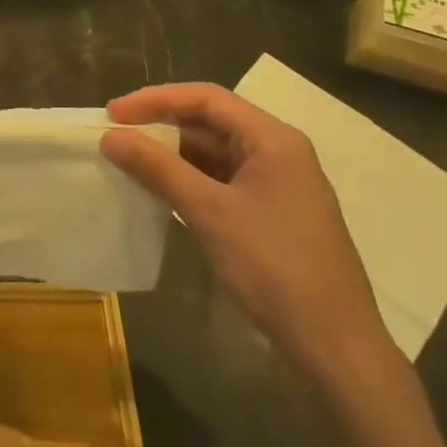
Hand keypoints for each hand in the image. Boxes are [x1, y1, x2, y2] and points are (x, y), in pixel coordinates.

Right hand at [101, 83, 394, 385]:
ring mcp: (276, 185)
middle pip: (210, 122)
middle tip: (114, 136)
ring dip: (171, 154)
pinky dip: (187, 180)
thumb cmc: (276, 268)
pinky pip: (220, 181)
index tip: (112, 113)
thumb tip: (110, 136)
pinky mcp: (270, 214)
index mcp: (273, 139)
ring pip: (213, 153)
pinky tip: (158, 191)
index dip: (156, 99)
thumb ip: (158, 168)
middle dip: (161, 125)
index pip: (206, 98)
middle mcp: (277, 152)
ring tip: (127, 161)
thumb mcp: (211, 212)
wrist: (336, 348)